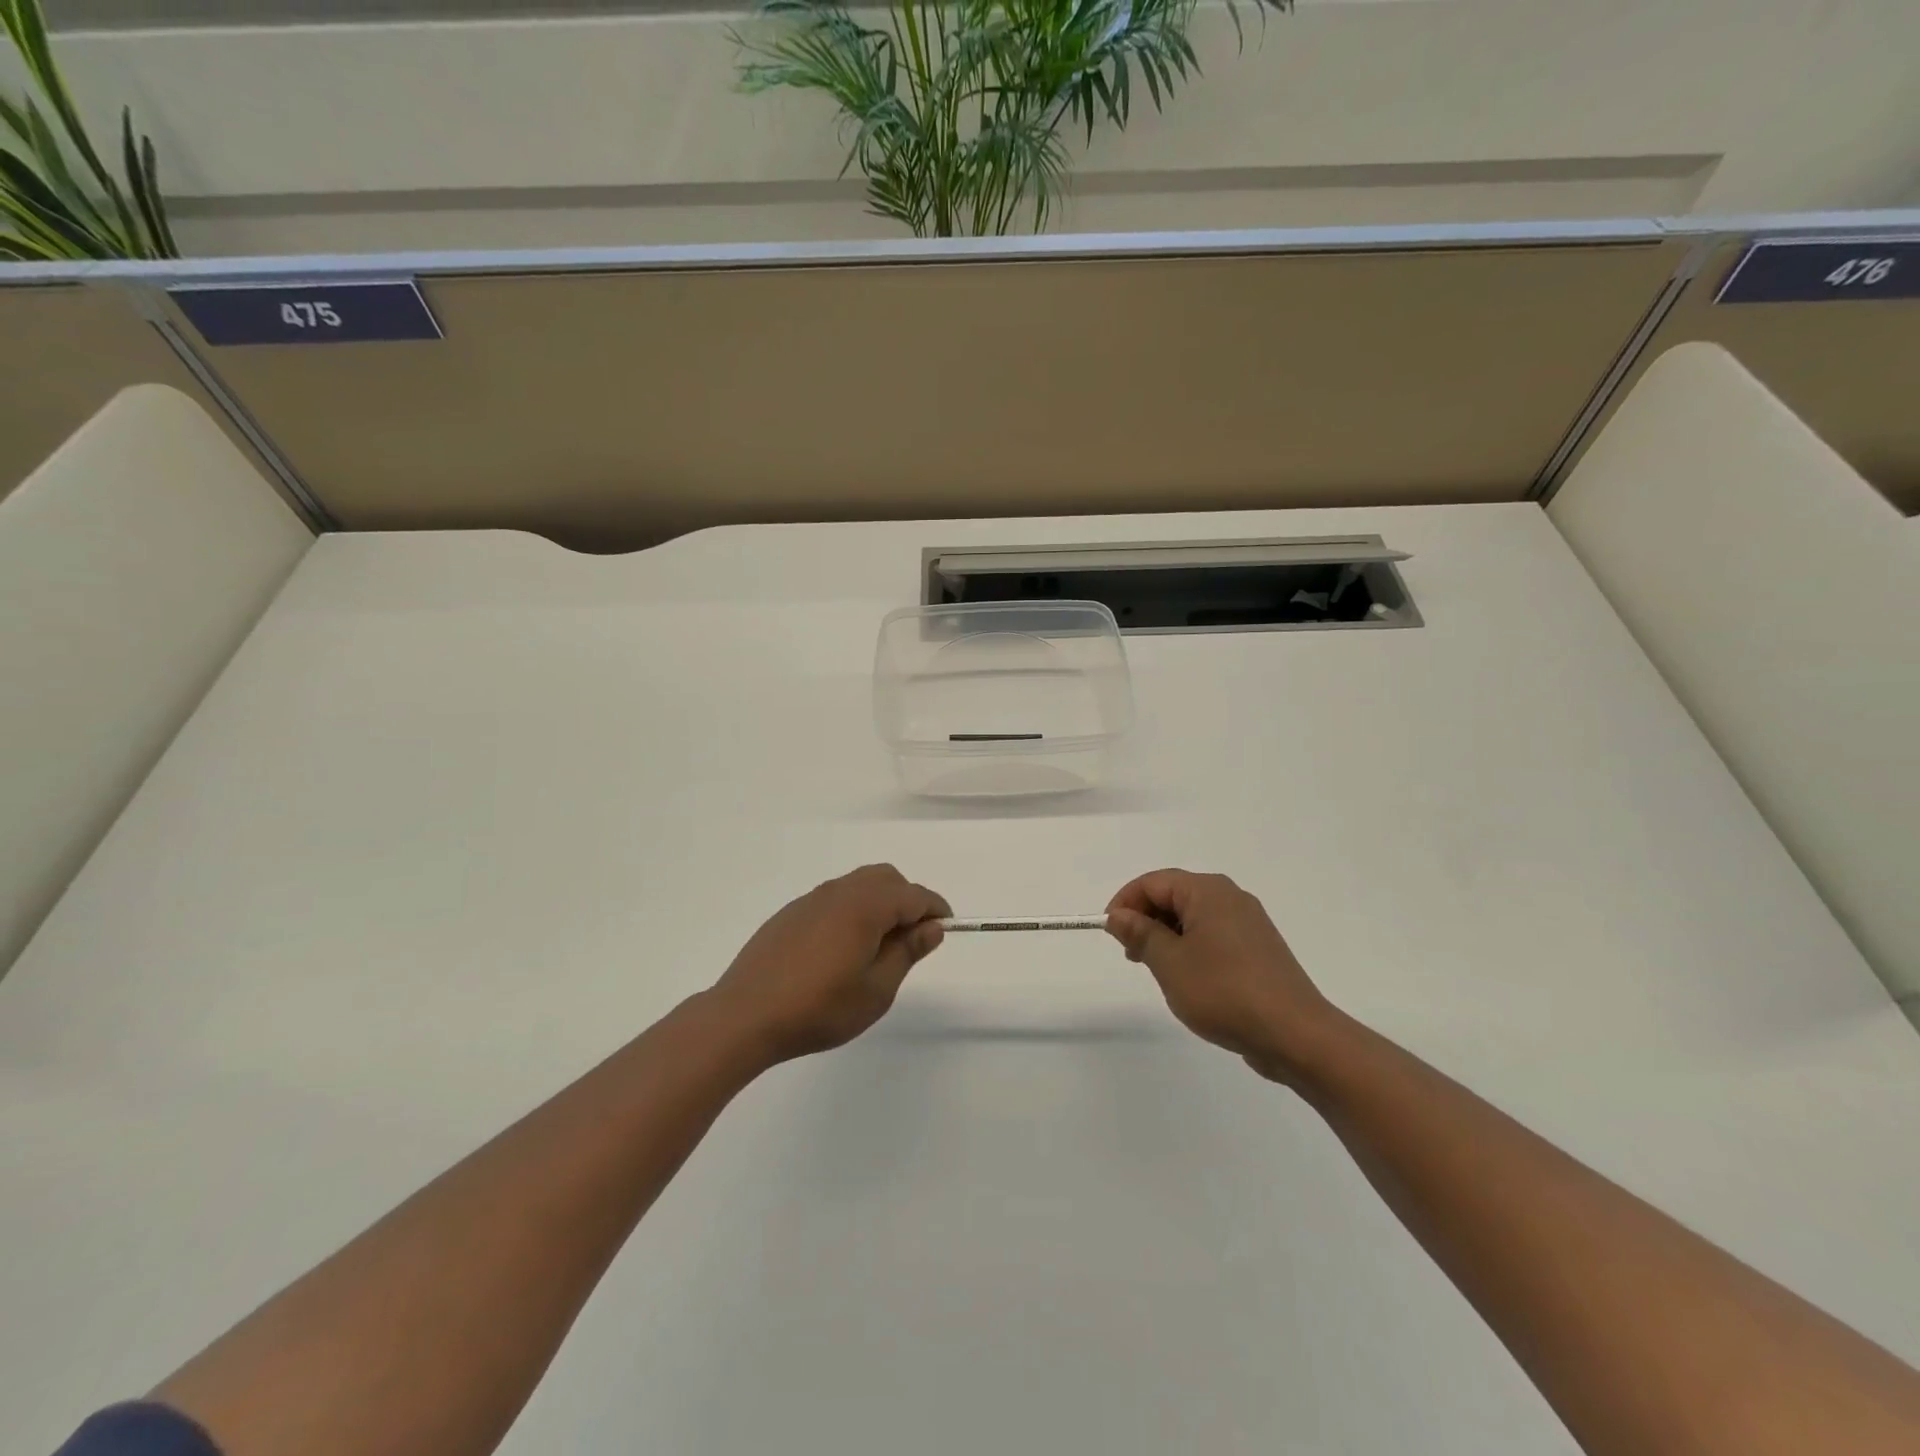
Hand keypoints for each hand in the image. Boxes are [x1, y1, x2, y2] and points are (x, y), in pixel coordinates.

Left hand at [708, 864, 949, 1064]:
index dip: (935, 909)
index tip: (945, 929)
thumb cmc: (819, 1008)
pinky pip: (833, 898)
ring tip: (878, 946)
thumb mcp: (876, 990)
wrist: (745, 1016)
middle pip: (886, 879)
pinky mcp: (790, 914)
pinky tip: (841, 949)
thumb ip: (907, 952)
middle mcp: (839, 892)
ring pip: (858, 885)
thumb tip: (931, 927)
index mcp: (865, 906)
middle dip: (907, 900)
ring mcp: (811, 900)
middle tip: (911, 939)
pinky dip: (852, 910)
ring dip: (879, 903)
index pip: (913, 895)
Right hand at [1106, 869, 1336, 1084]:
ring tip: (1158, 971)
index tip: (1110, 933)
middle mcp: (1230, 897)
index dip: (1125, 903)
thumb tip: (1118, 915)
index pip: (1154, 882)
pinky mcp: (1259, 949)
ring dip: (1167, 936)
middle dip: (1146, 919)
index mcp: (1208, 891)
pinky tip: (1190, 980)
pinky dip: (1192, 948)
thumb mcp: (1170, 963)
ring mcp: (1249, 923)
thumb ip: (1141, 934)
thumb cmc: (1224, 992)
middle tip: (1131, 955)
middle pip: (1174, 895)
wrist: (1295, 1034)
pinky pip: (1214, 935)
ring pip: (1194, 917)